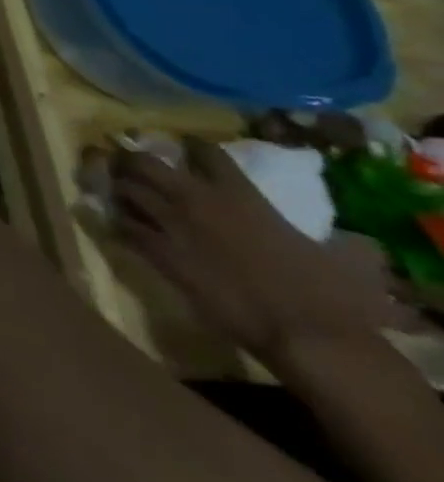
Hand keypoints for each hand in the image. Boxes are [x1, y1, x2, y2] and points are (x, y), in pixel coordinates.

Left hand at [113, 140, 390, 366]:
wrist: (305, 336)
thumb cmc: (330, 297)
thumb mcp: (342, 258)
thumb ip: (340, 241)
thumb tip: (362, 245)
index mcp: (239, 193)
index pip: (203, 150)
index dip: (192, 145)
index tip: (185, 146)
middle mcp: (194, 199)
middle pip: (143, 161)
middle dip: (131, 158)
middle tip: (130, 163)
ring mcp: (170, 224)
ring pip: (124, 189)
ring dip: (119, 188)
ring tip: (120, 191)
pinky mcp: (157, 252)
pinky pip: (123, 227)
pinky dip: (119, 224)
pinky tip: (121, 225)